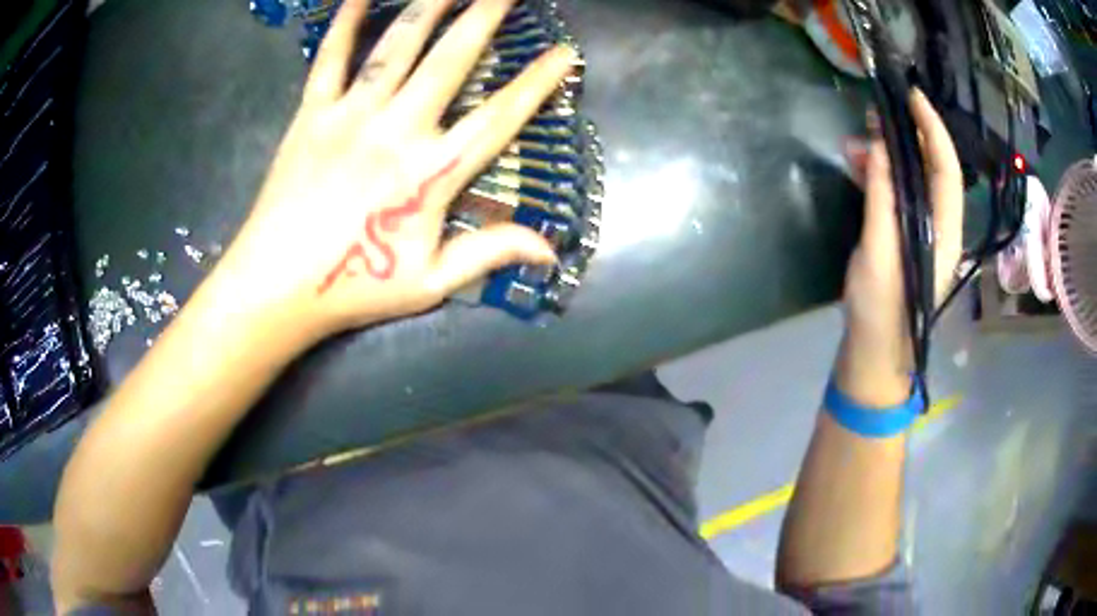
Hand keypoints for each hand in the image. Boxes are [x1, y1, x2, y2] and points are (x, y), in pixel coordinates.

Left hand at [205, 0, 571, 345]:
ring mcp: (351, 116)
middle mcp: (397, 129)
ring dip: (429, 6)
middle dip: (485, 15)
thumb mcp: (430, 284)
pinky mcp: (311, 114)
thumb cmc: (354, 288)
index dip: (536, 83)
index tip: (563, 52)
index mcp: (431, 173)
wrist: (275, 287)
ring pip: (397, 46)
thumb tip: (549, 251)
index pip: (499, 117)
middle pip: (451, 59)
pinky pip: (331, 59)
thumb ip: (489, 254)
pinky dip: (345, 24)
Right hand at [837, 90, 963, 405]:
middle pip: (933, 168)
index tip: (912, 95)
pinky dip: (881, 174)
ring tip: (858, 136)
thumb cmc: (880, 312)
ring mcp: (923, 231)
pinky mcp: (905, 237)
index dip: (933, 129)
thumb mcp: (878, 254)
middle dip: (909, 134)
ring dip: (890, 153)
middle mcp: (940, 225)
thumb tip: (877, 147)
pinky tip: (858, 165)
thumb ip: (882, 199)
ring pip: (914, 179)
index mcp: (943, 231)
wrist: (876, 355)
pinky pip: (898, 193)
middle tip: (878, 108)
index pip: (946, 169)